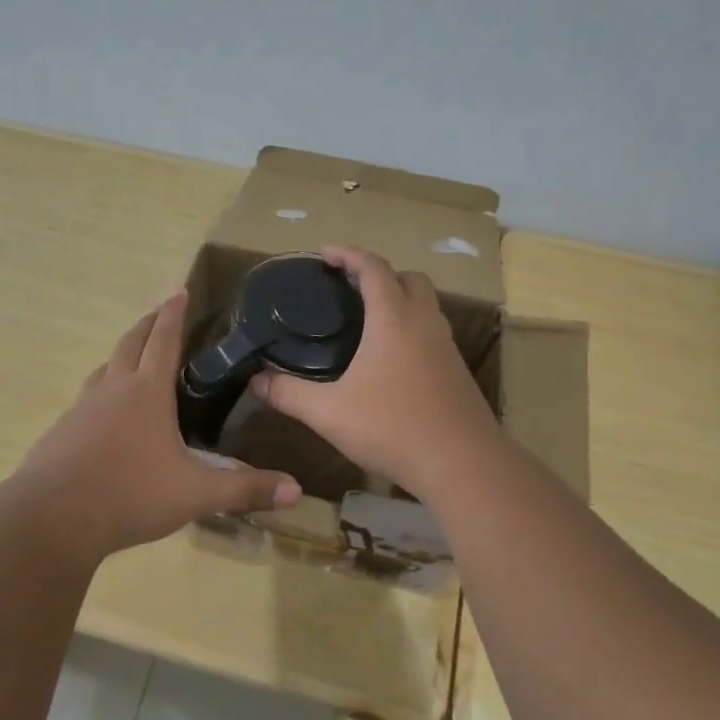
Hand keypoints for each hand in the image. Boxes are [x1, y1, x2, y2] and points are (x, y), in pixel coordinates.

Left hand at [13, 293, 302, 557]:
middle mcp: (113, 389)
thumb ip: (244, 490)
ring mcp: (81, 408)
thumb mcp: (195, 494)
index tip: (178, 290)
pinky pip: (87, 398)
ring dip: (122, 355)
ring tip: (134, 358)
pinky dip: (103, 390)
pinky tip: (106, 414)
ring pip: (104, 368)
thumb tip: (296, 490)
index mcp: (147, 392)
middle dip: (147, 324)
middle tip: (159, 312)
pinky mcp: (61, 431)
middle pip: (130, 343)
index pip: (164, 340)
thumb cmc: (130, 495)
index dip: (173, 315)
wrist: (52, 518)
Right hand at [248, 246, 500, 497]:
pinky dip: (412, 330)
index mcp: (393, 319)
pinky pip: (433, 333)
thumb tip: (256, 380)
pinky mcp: (458, 372)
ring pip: (426, 306)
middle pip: (409, 278)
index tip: (324, 254)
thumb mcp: (329, 413)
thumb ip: (289, 394)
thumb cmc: (392, 427)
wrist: (463, 465)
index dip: (348, 255)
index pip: (373, 268)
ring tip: (368, 323)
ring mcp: (447, 347)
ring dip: (400, 301)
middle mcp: (424, 323)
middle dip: (380, 274)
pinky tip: (392, 362)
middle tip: (349, 289)